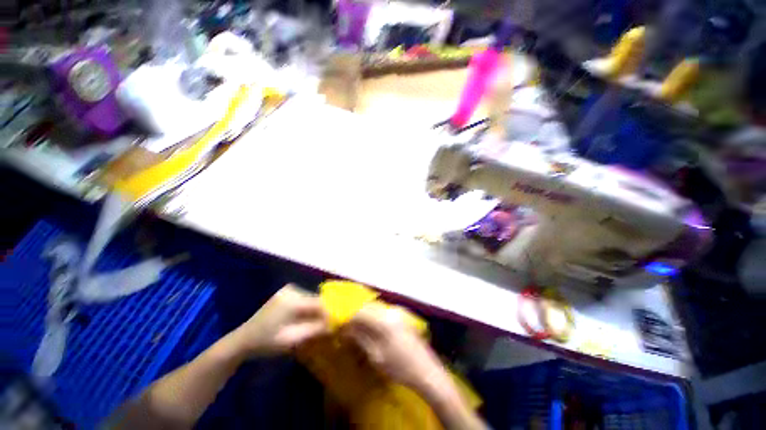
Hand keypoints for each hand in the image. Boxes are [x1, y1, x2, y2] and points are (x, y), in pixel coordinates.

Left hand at [230, 284, 328, 356]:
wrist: (243, 339)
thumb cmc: (267, 342)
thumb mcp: (292, 339)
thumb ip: (315, 330)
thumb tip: (335, 325)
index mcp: (293, 300)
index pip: (319, 303)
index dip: (329, 313)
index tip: (336, 324)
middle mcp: (293, 290)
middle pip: (316, 300)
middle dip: (322, 313)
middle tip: (327, 327)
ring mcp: (289, 289)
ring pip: (311, 299)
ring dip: (315, 311)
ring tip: (317, 324)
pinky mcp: (286, 292)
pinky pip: (304, 299)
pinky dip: (308, 308)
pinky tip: (306, 319)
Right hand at [344, 303, 449, 393]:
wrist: (427, 371)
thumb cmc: (401, 368)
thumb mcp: (377, 357)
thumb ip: (361, 338)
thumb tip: (346, 329)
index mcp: (384, 321)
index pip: (360, 312)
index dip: (348, 318)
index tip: (339, 326)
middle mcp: (391, 311)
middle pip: (368, 307)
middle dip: (356, 315)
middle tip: (347, 327)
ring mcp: (398, 312)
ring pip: (376, 308)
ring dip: (365, 315)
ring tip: (357, 327)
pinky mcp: (403, 315)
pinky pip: (383, 311)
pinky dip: (374, 317)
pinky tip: (371, 327)